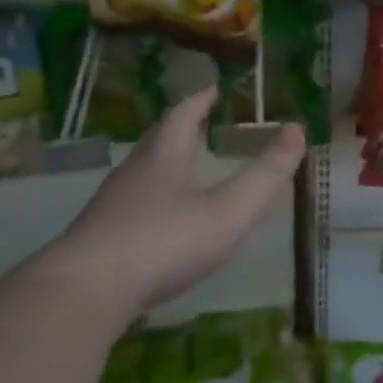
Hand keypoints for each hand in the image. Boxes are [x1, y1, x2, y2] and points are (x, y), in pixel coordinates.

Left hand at [47, 87, 305, 321]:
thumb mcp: (227, 211)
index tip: (214, 90)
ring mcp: (112, 205)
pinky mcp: (99, 237)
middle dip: (181, 127)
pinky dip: (151, 199)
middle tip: (201, 124)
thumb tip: (297, 129)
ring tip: (185, 168)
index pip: (183, 114)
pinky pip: (131, 205)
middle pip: (159, 139)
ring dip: (164, 163)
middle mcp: (135, 171)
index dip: (201, 100)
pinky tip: (159, 222)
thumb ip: (265, 175)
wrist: (85, 292)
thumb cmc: (163, 242)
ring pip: (142, 171)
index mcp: (165, 156)